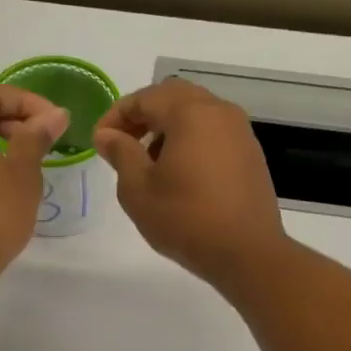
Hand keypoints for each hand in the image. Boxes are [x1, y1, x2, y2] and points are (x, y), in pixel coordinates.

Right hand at [93, 80, 287, 285]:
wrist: (247, 253)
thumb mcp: (138, 189)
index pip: (145, 97)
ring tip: (148, 163)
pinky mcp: (251, 155)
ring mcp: (241, 132)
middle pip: (173, 98)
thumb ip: (120, 153)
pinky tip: (179, 175)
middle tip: (122, 144)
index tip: (99, 141)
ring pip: (196, 114)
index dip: (116, 115)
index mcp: (191, 113)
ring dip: (167, 128)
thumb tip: (107, 134)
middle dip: (143, 116)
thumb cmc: (185, 219)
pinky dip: (190, 141)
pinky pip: (213, 134)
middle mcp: (220, 112)